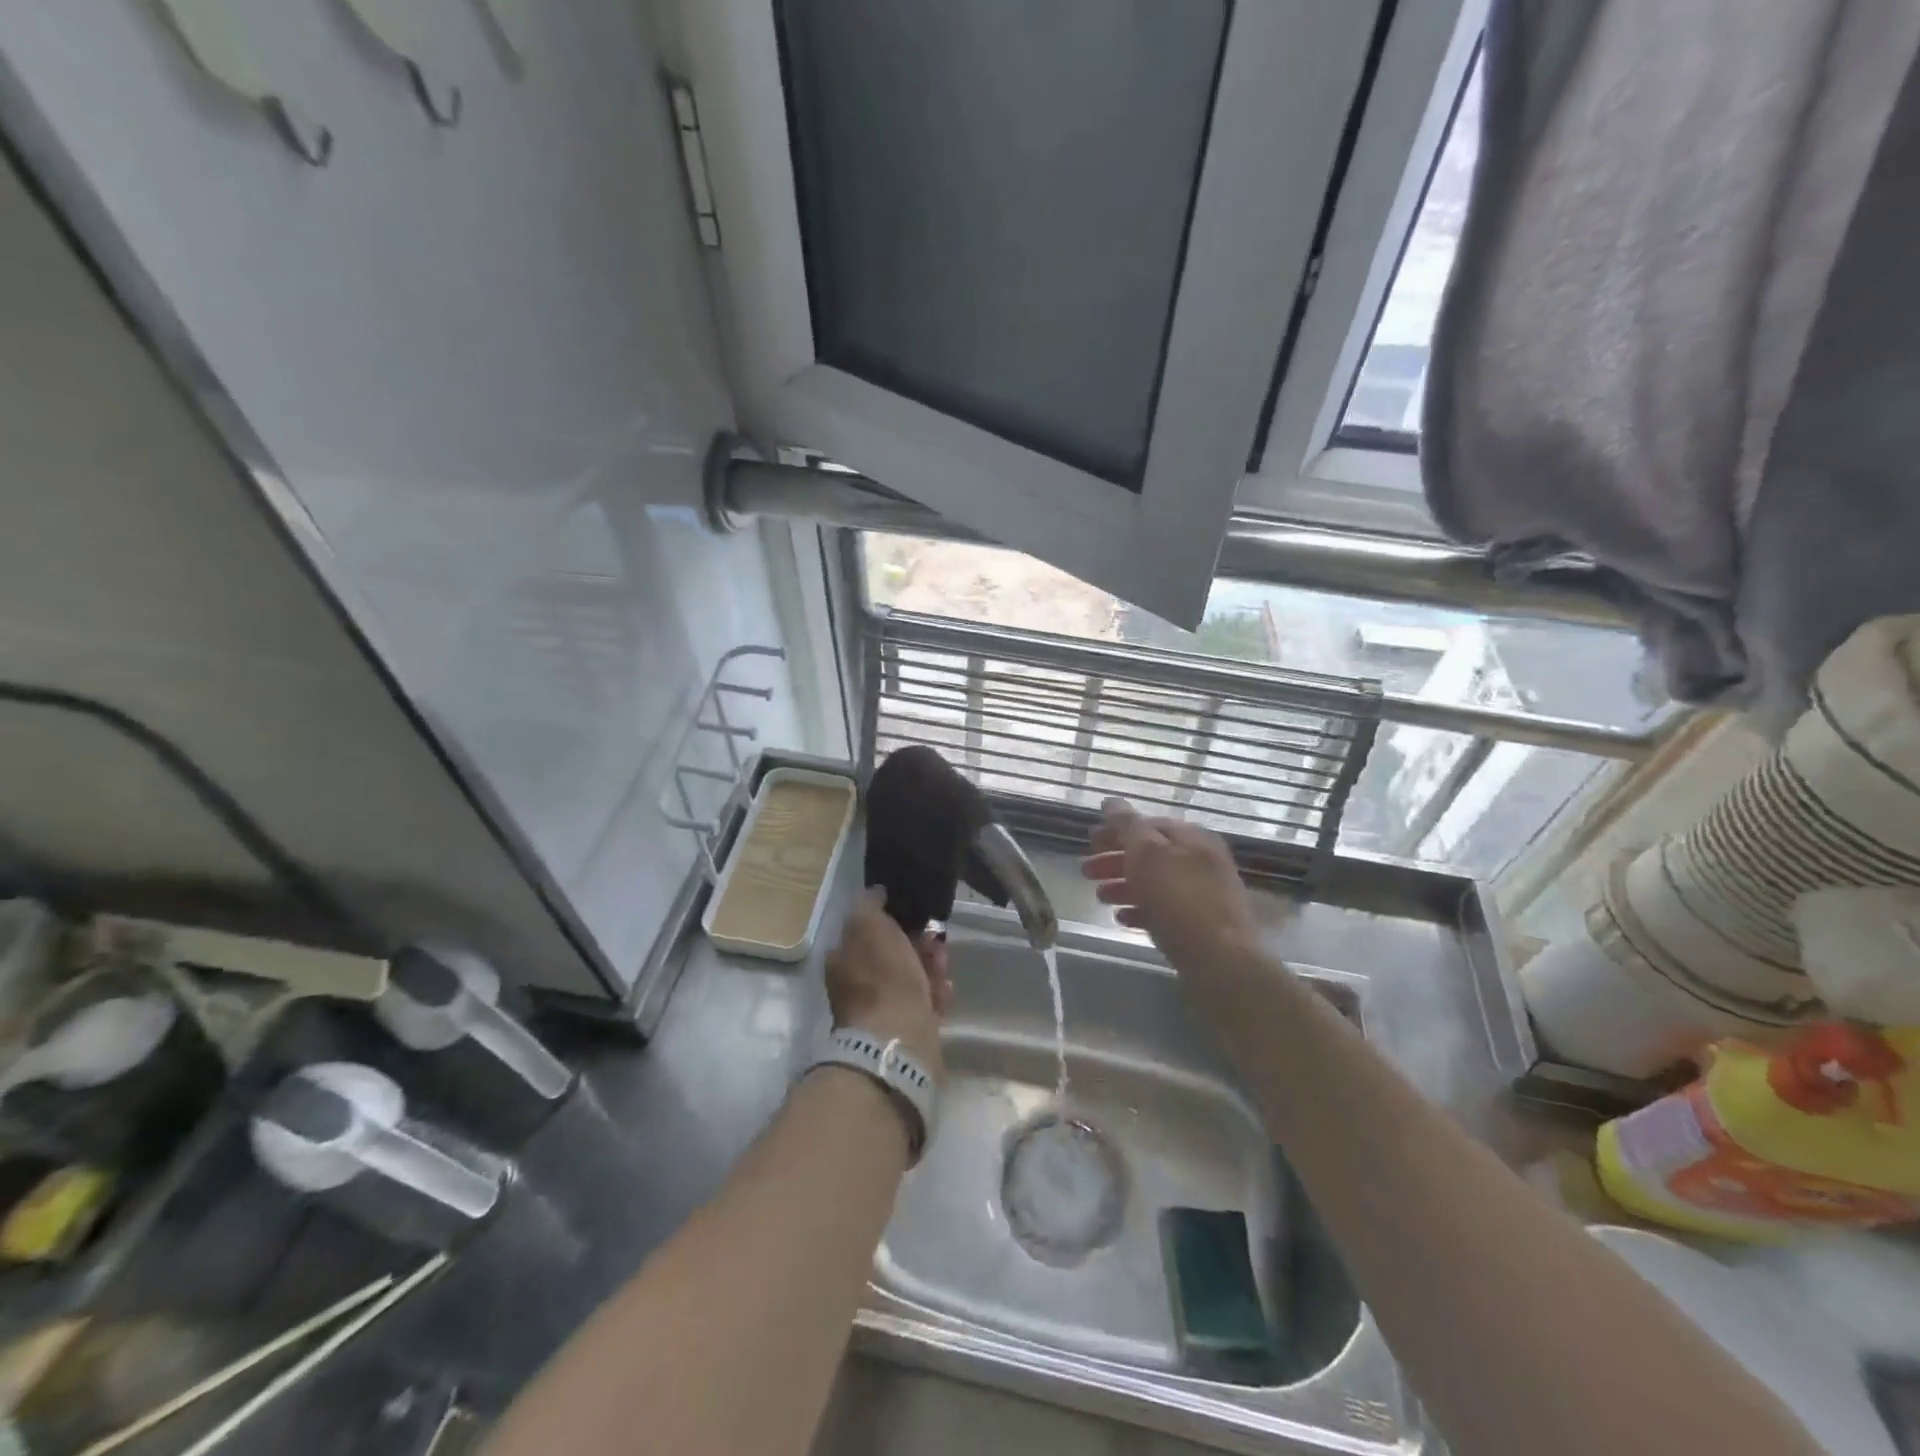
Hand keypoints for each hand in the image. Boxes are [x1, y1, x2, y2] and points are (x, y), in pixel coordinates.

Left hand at [826, 889, 952, 1081]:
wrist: (899, 1041)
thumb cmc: (882, 978)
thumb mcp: (870, 926)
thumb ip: (870, 906)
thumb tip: (875, 893)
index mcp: (842, 960)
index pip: (864, 932)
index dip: (889, 920)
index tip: (913, 913)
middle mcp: (856, 987)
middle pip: (889, 956)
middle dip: (915, 943)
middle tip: (935, 936)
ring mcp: (879, 1012)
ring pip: (908, 979)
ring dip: (928, 966)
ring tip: (944, 960)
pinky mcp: (904, 1033)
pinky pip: (923, 1004)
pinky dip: (935, 993)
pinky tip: (946, 986)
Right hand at [1081, 799, 1258, 977]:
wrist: (1220, 960)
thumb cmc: (1179, 899)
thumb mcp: (1147, 853)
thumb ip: (1127, 825)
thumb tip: (1111, 801)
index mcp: (1192, 838)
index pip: (1148, 824)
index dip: (1116, 830)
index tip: (1089, 842)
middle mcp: (1201, 860)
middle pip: (1151, 854)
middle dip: (1116, 860)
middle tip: (1086, 872)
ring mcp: (1204, 894)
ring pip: (1156, 882)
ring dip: (1125, 885)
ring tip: (1100, 898)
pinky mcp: (1202, 925)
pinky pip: (1165, 909)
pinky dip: (1141, 909)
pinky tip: (1122, 919)